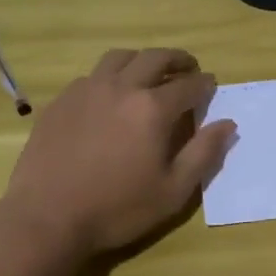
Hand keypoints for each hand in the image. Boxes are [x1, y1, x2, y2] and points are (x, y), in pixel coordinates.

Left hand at [1, 48, 237, 257]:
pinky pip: (91, 75)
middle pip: (155, 58)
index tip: (210, 85)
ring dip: (141, 60)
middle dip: (177, 60)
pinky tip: (109, 95)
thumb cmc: (117, 209)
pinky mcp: (61, 101)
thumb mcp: (173, 191)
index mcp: (152, 108)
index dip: (204, 83)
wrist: (46, 217)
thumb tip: (228, 124)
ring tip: (148, 72)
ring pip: (119, 58)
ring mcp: (87, 90)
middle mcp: (122, 88)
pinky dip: (109, 76)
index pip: (188, 85)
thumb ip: (204, 153)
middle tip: (187, 68)